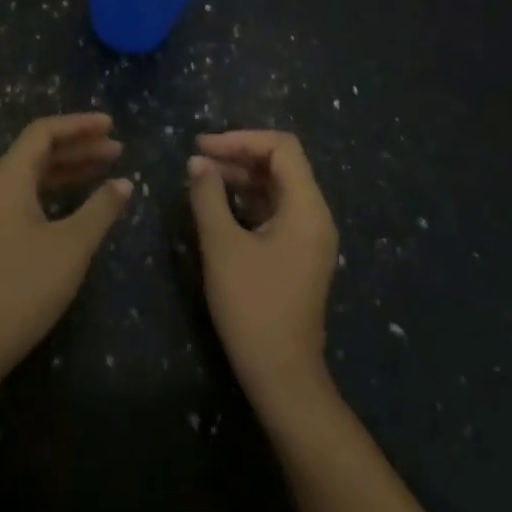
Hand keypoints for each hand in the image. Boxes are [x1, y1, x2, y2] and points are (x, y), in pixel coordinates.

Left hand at [0, 113, 131, 375]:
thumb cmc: (26, 285)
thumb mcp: (72, 244)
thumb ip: (101, 208)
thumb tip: (124, 183)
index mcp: (9, 177)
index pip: (43, 132)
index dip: (79, 125)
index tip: (112, 125)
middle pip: (39, 150)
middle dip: (79, 145)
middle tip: (117, 148)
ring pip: (36, 174)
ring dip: (70, 168)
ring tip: (107, 168)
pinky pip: (31, 195)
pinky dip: (58, 190)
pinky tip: (81, 201)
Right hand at [187, 131, 339, 401]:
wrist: (280, 372)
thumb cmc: (252, 305)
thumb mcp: (222, 246)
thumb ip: (208, 197)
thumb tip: (197, 163)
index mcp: (307, 208)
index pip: (282, 148)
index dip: (241, 139)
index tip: (203, 146)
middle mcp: (315, 215)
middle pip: (281, 165)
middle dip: (239, 155)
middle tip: (197, 159)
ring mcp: (308, 236)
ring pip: (277, 188)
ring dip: (241, 177)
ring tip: (201, 178)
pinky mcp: (297, 254)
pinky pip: (275, 211)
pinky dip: (247, 200)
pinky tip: (217, 205)